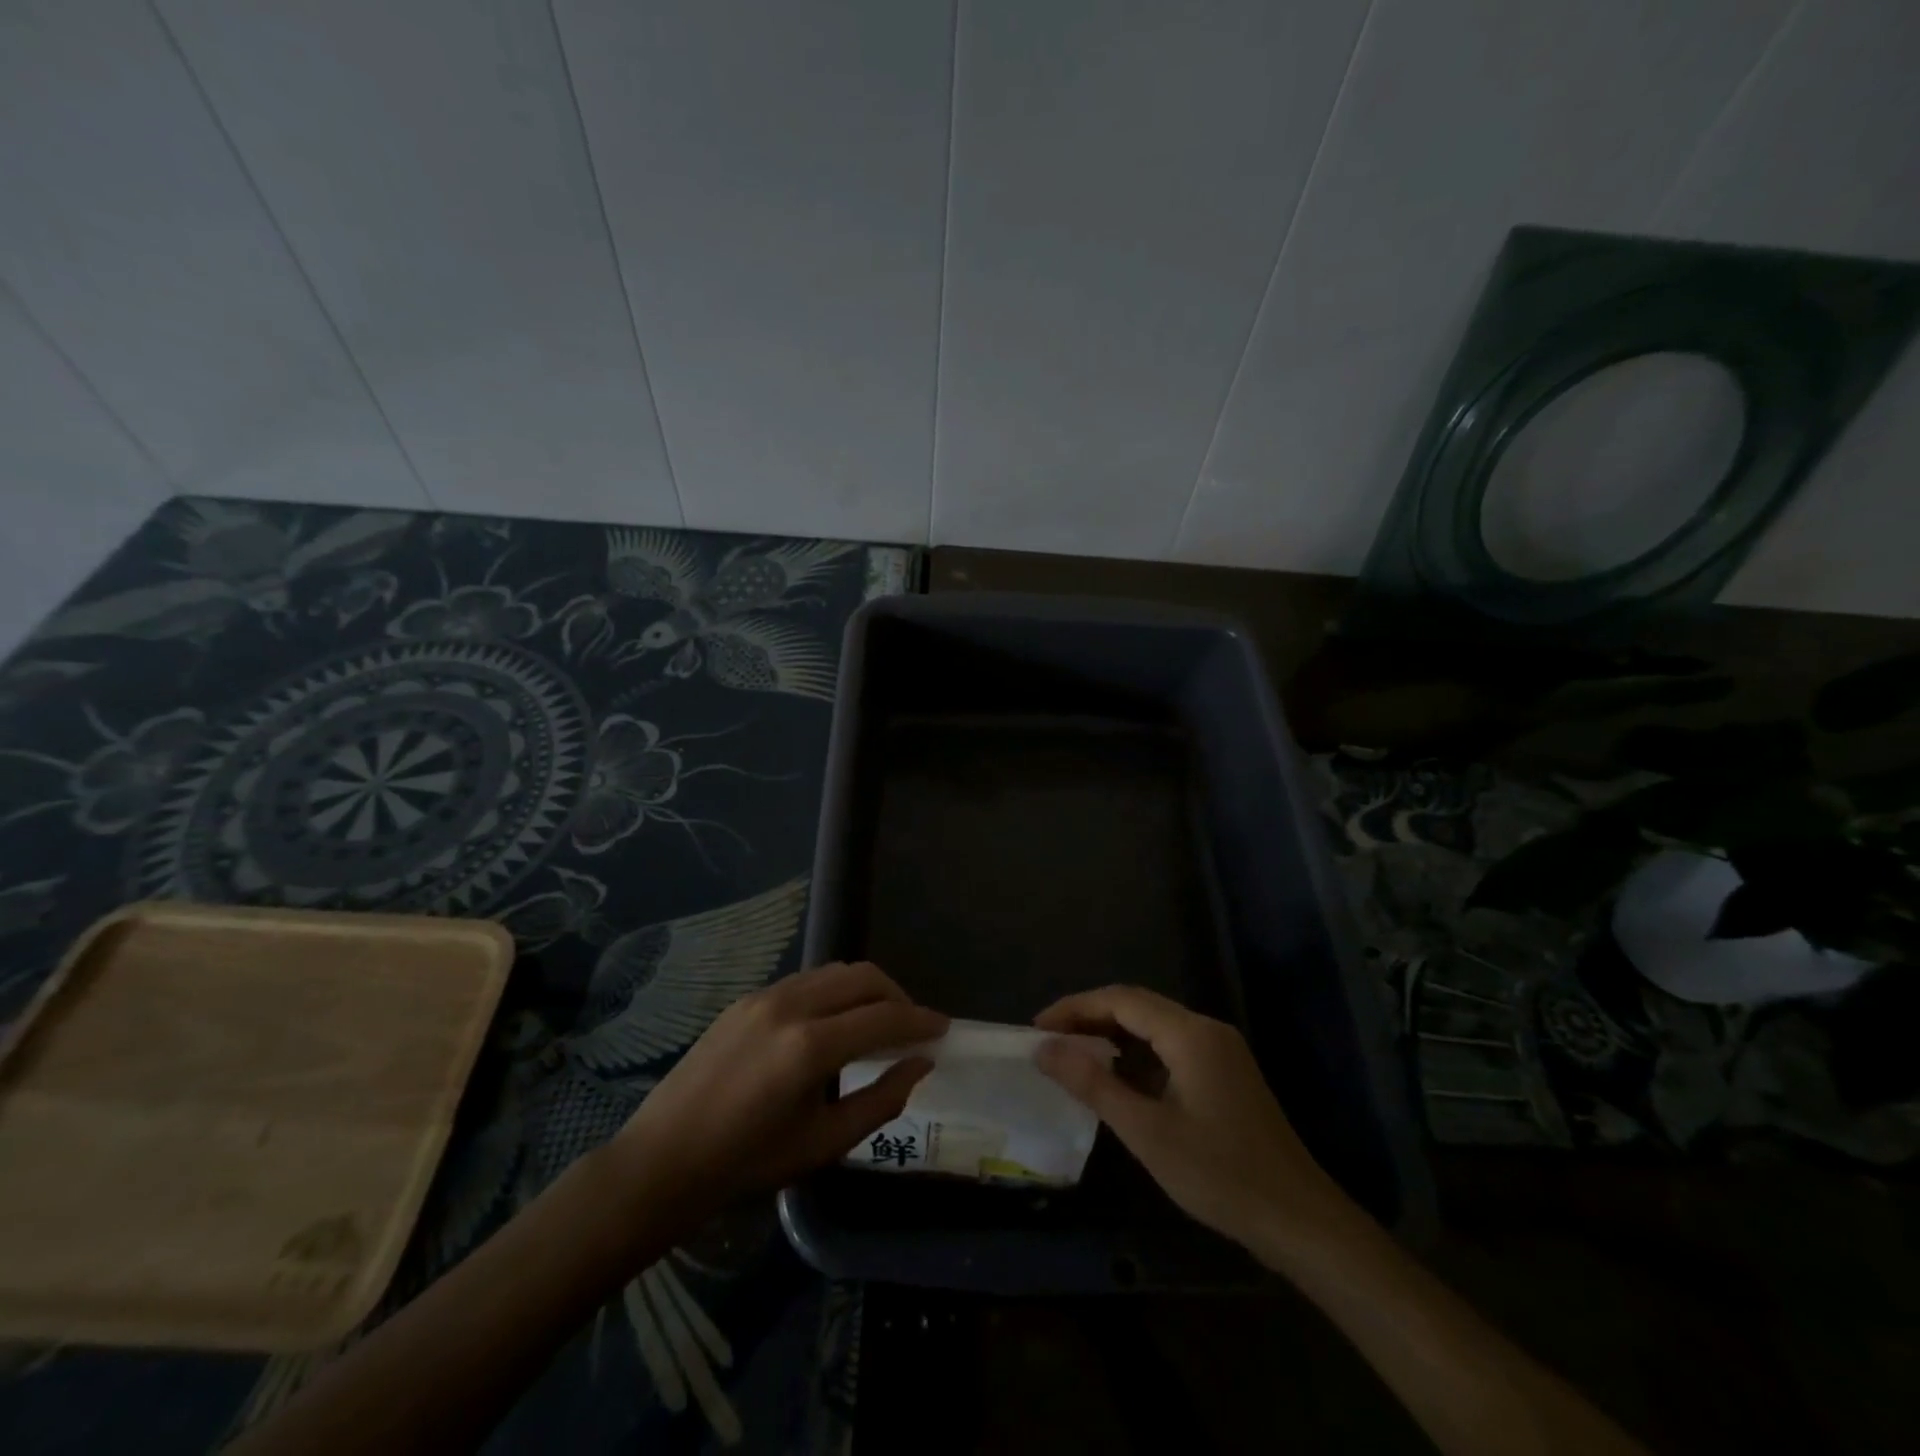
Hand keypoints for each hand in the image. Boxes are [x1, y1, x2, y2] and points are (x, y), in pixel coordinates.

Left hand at [608, 961, 945, 1231]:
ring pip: (835, 972)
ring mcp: (765, 995)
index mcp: (811, 1046)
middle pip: (864, 977)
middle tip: (912, 1028)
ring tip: (876, 1024)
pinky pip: (807, 980)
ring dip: (866, 990)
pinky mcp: (747, 998)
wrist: (663, 1159)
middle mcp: (791, 1005)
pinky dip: (834, 992)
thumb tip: (919, 1065)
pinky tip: (834, 1025)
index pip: (884, 1017)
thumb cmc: (747, 1163)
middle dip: (897, 996)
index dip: (921, 1021)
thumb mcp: (824, 1143)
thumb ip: (881, 1100)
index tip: (944, 1029)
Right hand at [1034, 985, 1352, 1259]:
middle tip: (1049, 1042)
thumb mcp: (1147, 1131)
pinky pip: (1170, 1047)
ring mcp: (1220, 1051)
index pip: (1121, 1000)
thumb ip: (1093, 1084)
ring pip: (1154, 1027)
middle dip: (1090, 1018)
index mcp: (1190, 1033)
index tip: (1037, 1028)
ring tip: (1073, 1057)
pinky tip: (1118, 1079)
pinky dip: (1137, 1055)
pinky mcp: (1225, 1073)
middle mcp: (1206, 1029)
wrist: (1300, 1221)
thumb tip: (1045, 1049)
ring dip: (1113, 1035)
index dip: (1074, 1008)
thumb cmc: (1220, 1174)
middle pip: (1137, 1007)